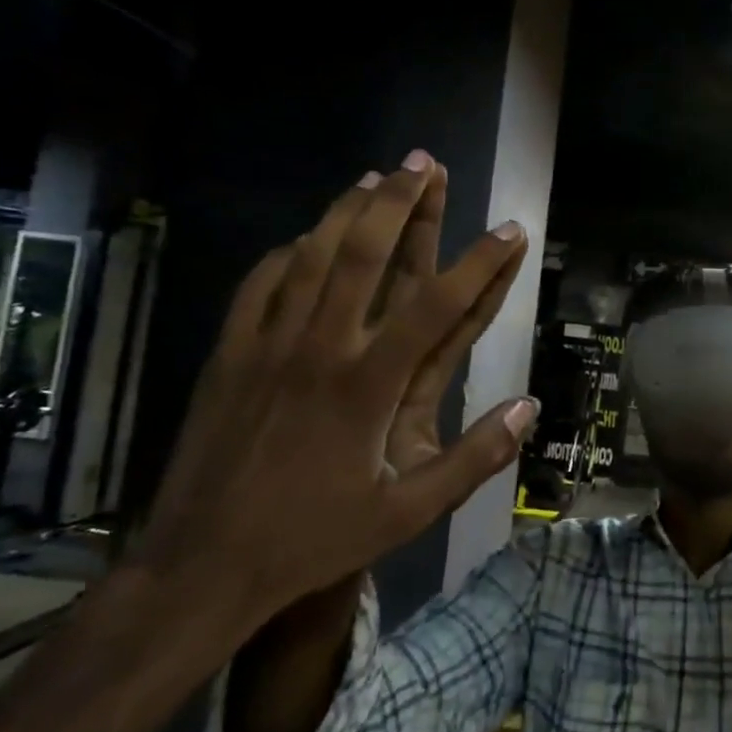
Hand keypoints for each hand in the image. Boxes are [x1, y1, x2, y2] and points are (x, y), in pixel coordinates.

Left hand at [135, 156, 533, 613]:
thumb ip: (473, 458)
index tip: (510, 229)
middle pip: (364, 255)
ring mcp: (267, 346)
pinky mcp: (229, 354)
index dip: (481, 263)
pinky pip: (261, 285)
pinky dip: (288, 253)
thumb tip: (528, 408)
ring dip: (346, 211)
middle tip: (425, 163)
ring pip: (310, 257)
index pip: (438, 306)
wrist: (202, 567)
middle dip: (400, 202)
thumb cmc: (313, 539)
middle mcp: (320, 349)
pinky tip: (304, 238)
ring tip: (375, 178)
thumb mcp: (408, 514)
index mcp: (368, 385)